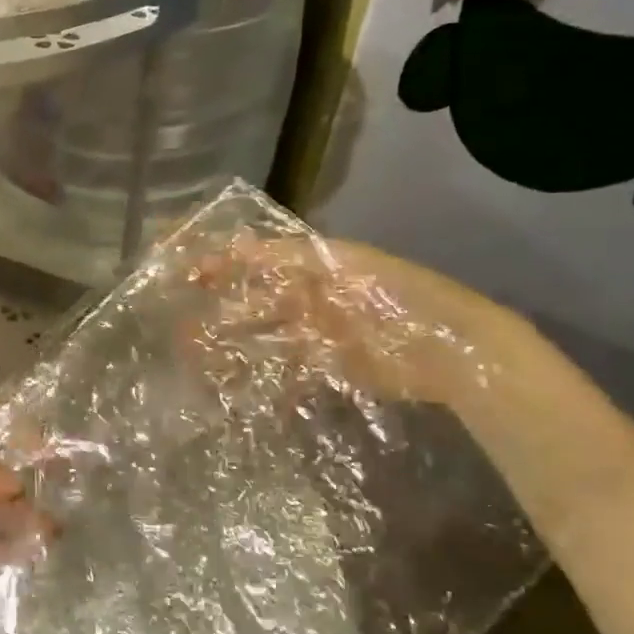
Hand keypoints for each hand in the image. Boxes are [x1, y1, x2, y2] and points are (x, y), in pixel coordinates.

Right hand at [184, 231, 534, 408]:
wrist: (452, 352)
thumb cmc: (398, 300)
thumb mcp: (347, 267)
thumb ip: (293, 258)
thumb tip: (235, 244)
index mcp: (316, 266)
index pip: (258, 258)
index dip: (222, 262)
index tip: (185, 271)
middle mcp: (312, 297)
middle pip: (256, 300)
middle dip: (221, 309)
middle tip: (181, 322)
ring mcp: (319, 335)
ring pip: (264, 338)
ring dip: (233, 346)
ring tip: (198, 357)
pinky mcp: (329, 368)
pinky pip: (286, 372)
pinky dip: (263, 380)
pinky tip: (236, 389)